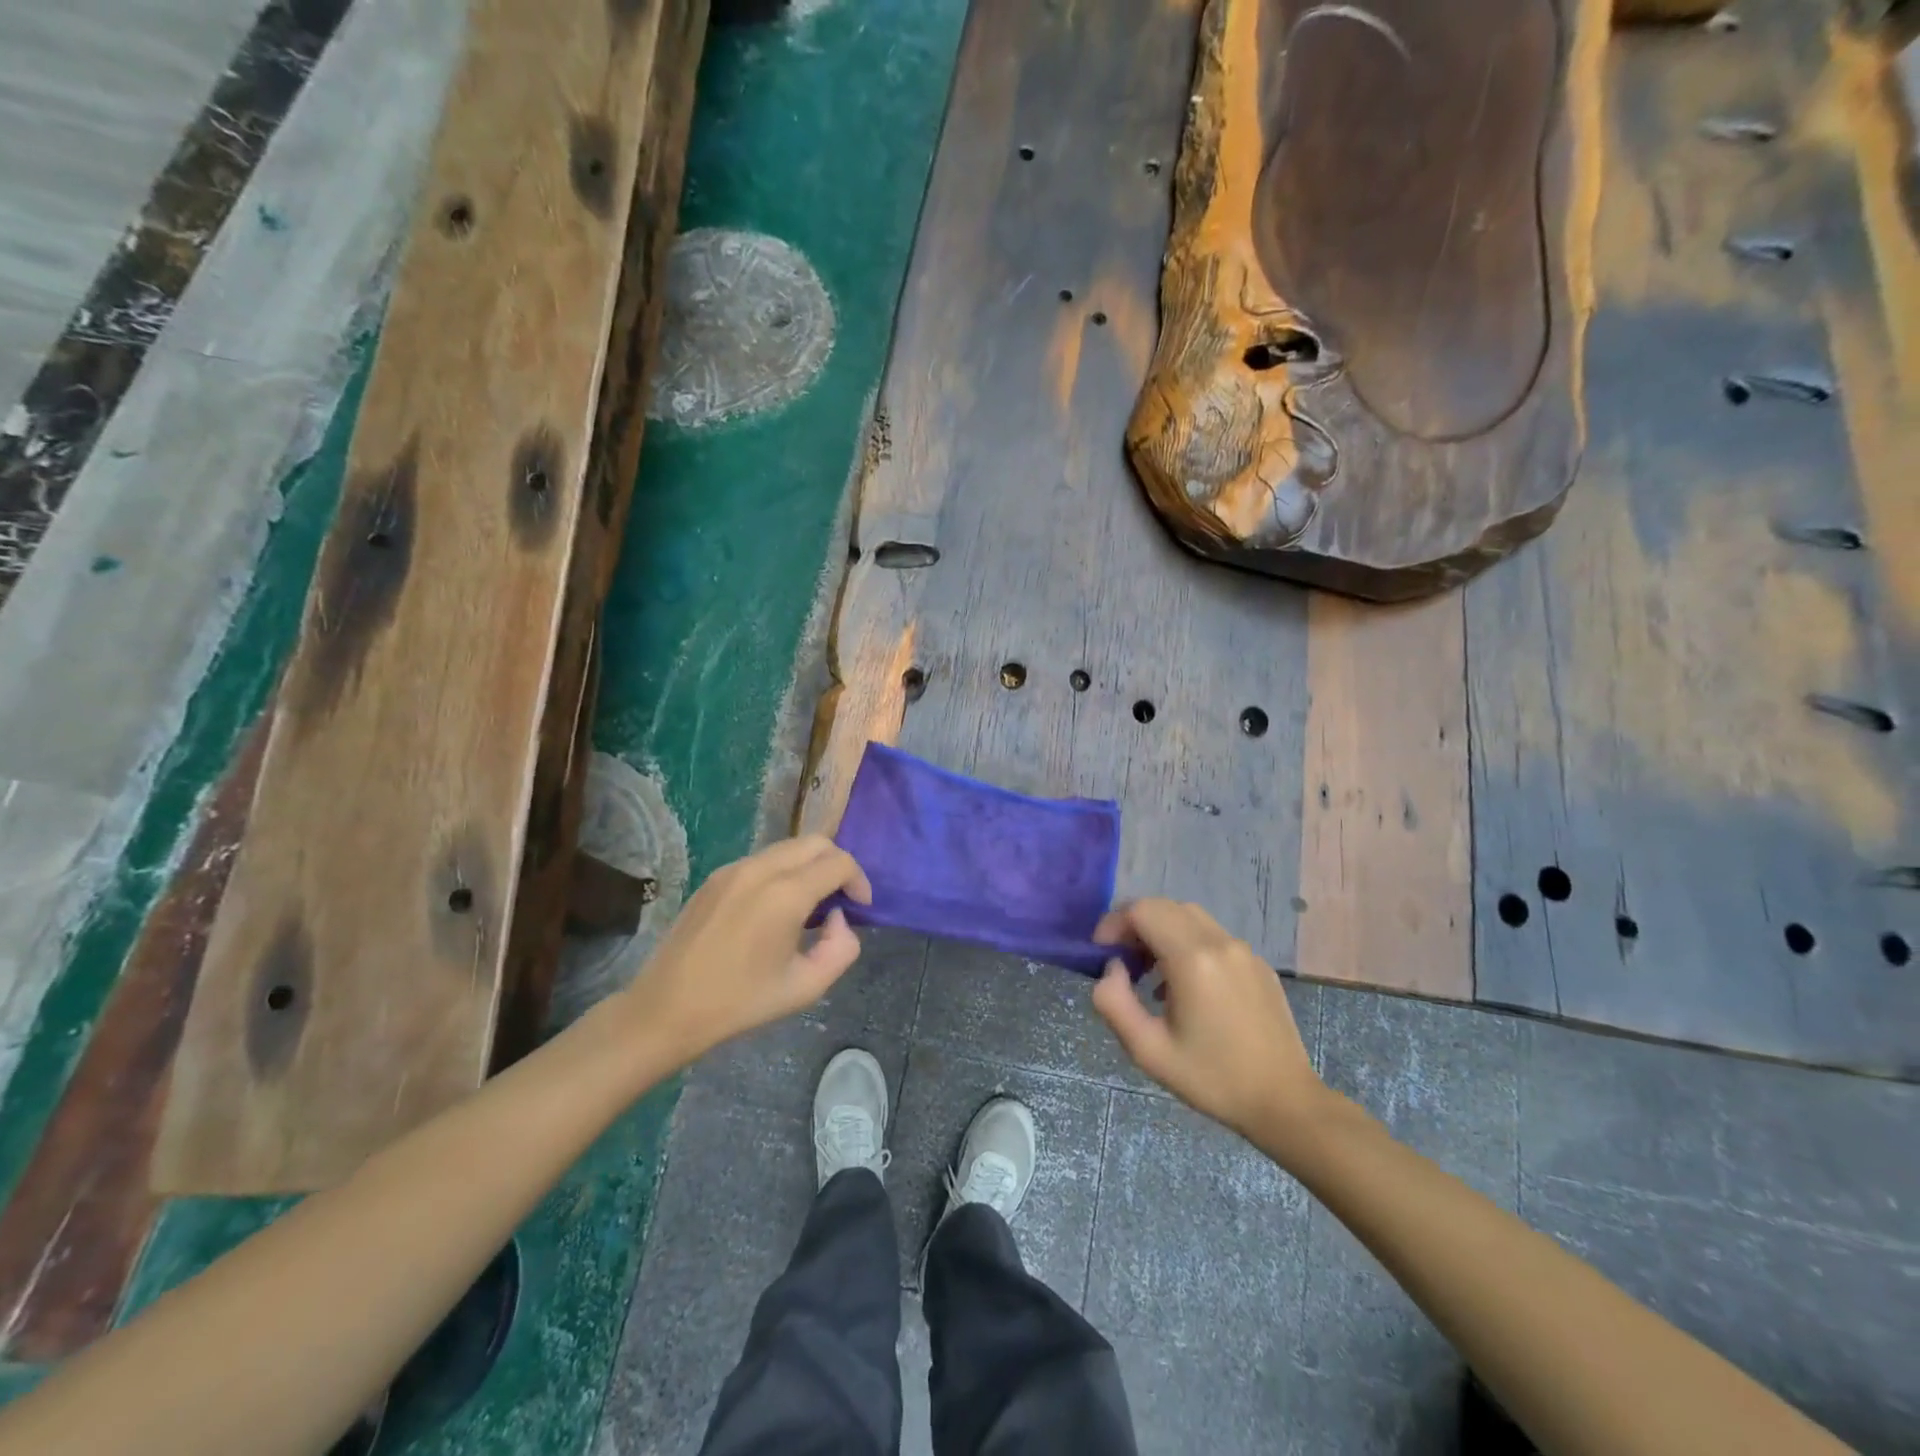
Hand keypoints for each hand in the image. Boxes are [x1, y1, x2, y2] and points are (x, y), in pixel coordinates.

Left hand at [622, 836, 871, 1062]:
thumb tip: (837, 919)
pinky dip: (783, 871)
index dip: (859, 880)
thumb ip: (841, 948)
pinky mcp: (715, 877)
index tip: (860, 908)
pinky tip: (776, 908)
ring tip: (810, 905)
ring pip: (788, 847)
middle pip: (815, 842)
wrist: (667, 1008)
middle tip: (840, 899)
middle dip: (837, 864)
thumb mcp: (806, 987)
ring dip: (809, 866)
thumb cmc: (740, 1002)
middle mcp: (760, 869)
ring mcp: (733, 869)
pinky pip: (763, 860)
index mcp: (785, 894)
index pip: (839, 862)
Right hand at [1091, 900, 1324, 1141]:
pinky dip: (1187, 944)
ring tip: (1149, 973)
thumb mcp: (1148, 1050)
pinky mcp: (1259, 965)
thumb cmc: (1212, 1078)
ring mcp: (1244, 951)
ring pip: (1191, 918)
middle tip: (1121, 961)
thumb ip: (1114, 1002)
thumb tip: (1111, 969)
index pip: (1143, 910)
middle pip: (1166, 907)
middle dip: (1135, 925)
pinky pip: (1213, 937)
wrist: (1285, 1102)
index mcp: (1192, 959)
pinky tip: (1185, 986)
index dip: (1114, 923)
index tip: (1102, 953)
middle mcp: (1220, 943)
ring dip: (1161, 932)